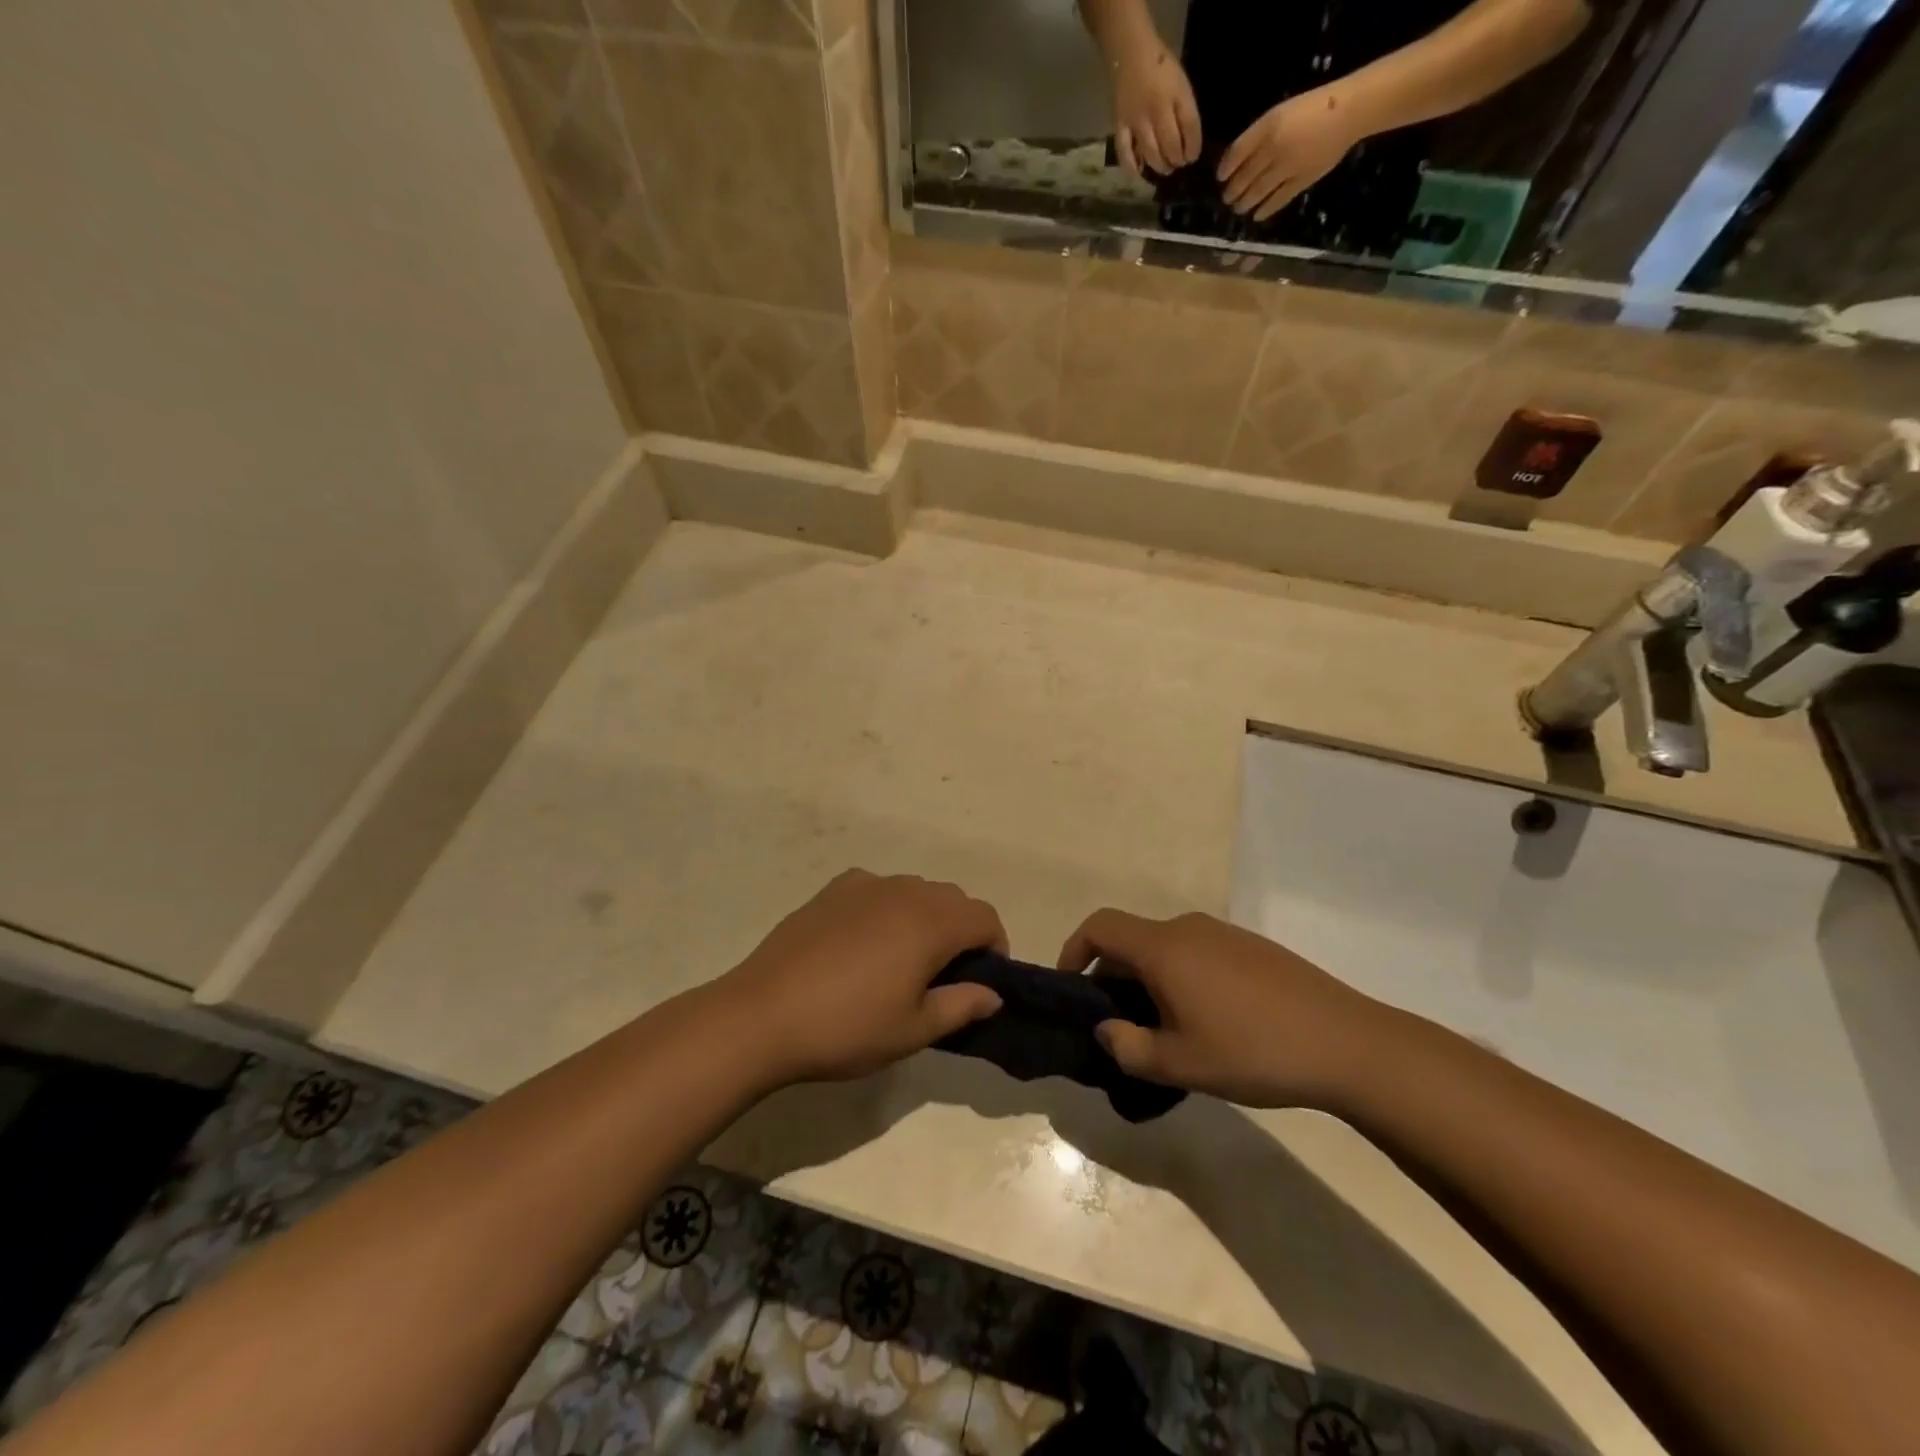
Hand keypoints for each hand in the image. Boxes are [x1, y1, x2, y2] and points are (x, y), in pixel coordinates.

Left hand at [715, 870, 1006, 1086]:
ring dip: (926, 917)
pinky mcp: (833, 890)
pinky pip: (878, 889)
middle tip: (944, 977)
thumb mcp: (912, 1030)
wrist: (762, 1015)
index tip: (982, 981)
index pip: (984, 917)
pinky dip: (888, 907)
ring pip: (916, 890)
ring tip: (903, 960)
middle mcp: (904, 891)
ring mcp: (865, 885)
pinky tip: (865, 942)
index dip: (995, 946)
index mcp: (931, 923)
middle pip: (953, 899)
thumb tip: (993, 994)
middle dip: (962, 931)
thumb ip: (961, 1006)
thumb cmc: (847, 1028)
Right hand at [1059, 909, 1390, 1108]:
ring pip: (1165, 948)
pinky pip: (1197, 953)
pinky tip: (1207, 1021)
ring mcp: (1223, 933)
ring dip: (1148, 980)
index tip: (1071, 988)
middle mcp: (1188, 928)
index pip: (1100, 927)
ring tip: (1162, 1030)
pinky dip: (1180, 977)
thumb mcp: (1181, 1063)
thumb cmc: (1253, 1050)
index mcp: (1163, 948)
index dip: (1074, 950)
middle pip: (1132, 940)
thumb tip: (1106, 1029)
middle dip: (1113, 977)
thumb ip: (1129, 1048)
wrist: (1346, 1042)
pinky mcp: (1251, 947)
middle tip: (1119, 1026)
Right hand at [1108, 33, 1200, 177]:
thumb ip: (1184, 109)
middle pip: (1171, 145)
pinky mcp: (1120, 126)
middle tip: (1177, 163)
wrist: (1130, 52)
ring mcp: (1137, 120)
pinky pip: (1125, 153)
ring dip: (1160, 166)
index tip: (1192, 157)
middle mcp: (1158, 110)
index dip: (1193, 147)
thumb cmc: (1159, 66)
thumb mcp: (1180, 83)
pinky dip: (1132, 167)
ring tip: (1164, 168)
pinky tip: (1138, 173)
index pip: (1190, 127)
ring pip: (1151, 153)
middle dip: (1177, 159)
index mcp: (1177, 94)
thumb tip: (1186, 140)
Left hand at [1218, 88, 1361, 220]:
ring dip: (1244, 203)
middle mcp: (1274, 148)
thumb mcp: (1280, 113)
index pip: (1237, 153)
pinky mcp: (1300, 181)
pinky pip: (1276, 201)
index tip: (1220, 177)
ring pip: (1256, 192)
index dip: (1225, 168)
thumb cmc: (1312, 108)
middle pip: (1244, 177)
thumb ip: (1258, 136)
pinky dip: (1264, 210)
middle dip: (1232, 191)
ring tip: (1238, 208)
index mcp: (1268, 126)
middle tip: (1227, 197)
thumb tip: (1236, 161)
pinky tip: (1257, 215)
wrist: (1348, 111)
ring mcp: (1287, 167)